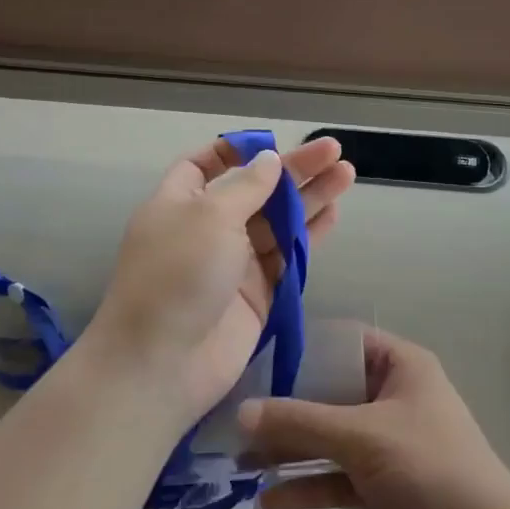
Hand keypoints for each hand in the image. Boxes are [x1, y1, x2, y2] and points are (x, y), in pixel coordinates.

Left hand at [85, 135, 354, 427]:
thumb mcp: (209, 216)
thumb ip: (247, 186)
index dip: (235, 151)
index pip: (204, 165)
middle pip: (255, 189)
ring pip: (278, 221)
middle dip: (293, 170)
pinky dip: (310, 235)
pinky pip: (287, 256)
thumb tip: (269, 160)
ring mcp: (234, 262)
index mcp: (180, 203)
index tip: (270, 143)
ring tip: (346, 174)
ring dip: (310, 197)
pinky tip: (334, 214)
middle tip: (333, 150)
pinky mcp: (258, 293)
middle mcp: (207, 228)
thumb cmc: (177, 275)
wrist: (162, 365)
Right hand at [241, 329, 509, 508]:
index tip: (259, 360)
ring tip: (241, 458)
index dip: (305, 349)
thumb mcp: (362, 435)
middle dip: (288, 406)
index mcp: (401, 367)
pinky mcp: (382, 486)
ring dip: (291, 448)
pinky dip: (307, 485)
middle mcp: (393, 398)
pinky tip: (269, 498)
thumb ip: (301, 422)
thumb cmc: (427, 465)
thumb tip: (242, 411)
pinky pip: (337, 477)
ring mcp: (387, 443)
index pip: (346, 342)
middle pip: (332, 392)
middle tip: (239, 414)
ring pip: (330, 437)